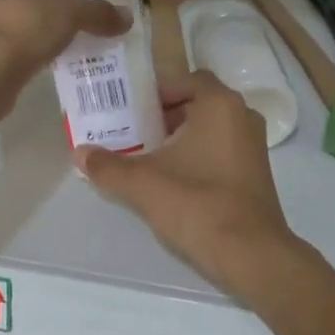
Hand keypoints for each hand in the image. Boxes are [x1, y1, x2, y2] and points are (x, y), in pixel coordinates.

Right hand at [74, 71, 302, 296]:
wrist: (251, 256)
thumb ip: (108, 166)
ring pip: (208, 128)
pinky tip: (171, 179)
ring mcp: (253, 145)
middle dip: (162, 115)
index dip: (154, 92)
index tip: (128, 109)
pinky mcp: (255, 172)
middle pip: (195, 102)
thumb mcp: (143, 183)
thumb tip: (79, 153)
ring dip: (179, 137)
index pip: (183, 79)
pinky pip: (220, 149)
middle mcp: (242, 116)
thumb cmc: (197, 204)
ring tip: (145, 156)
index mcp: (219, 104)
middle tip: (131, 131)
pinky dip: (196, 155)